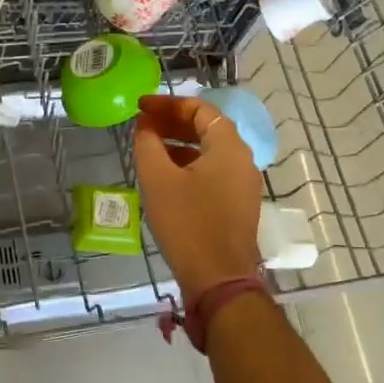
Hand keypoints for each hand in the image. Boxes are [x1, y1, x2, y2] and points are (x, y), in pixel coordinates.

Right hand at [134, 94, 262, 301]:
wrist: (218, 278)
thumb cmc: (187, 223)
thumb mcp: (158, 180)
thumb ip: (148, 144)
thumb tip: (144, 126)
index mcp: (228, 146)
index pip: (200, 109)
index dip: (168, 104)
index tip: (140, 106)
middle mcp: (242, 160)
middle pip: (207, 128)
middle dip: (173, 122)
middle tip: (142, 123)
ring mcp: (243, 184)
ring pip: (210, 151)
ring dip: (180, 144)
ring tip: (149, 147)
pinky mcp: (238, 205)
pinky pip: (213, 172)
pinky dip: (189, 165)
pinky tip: (166, 176)